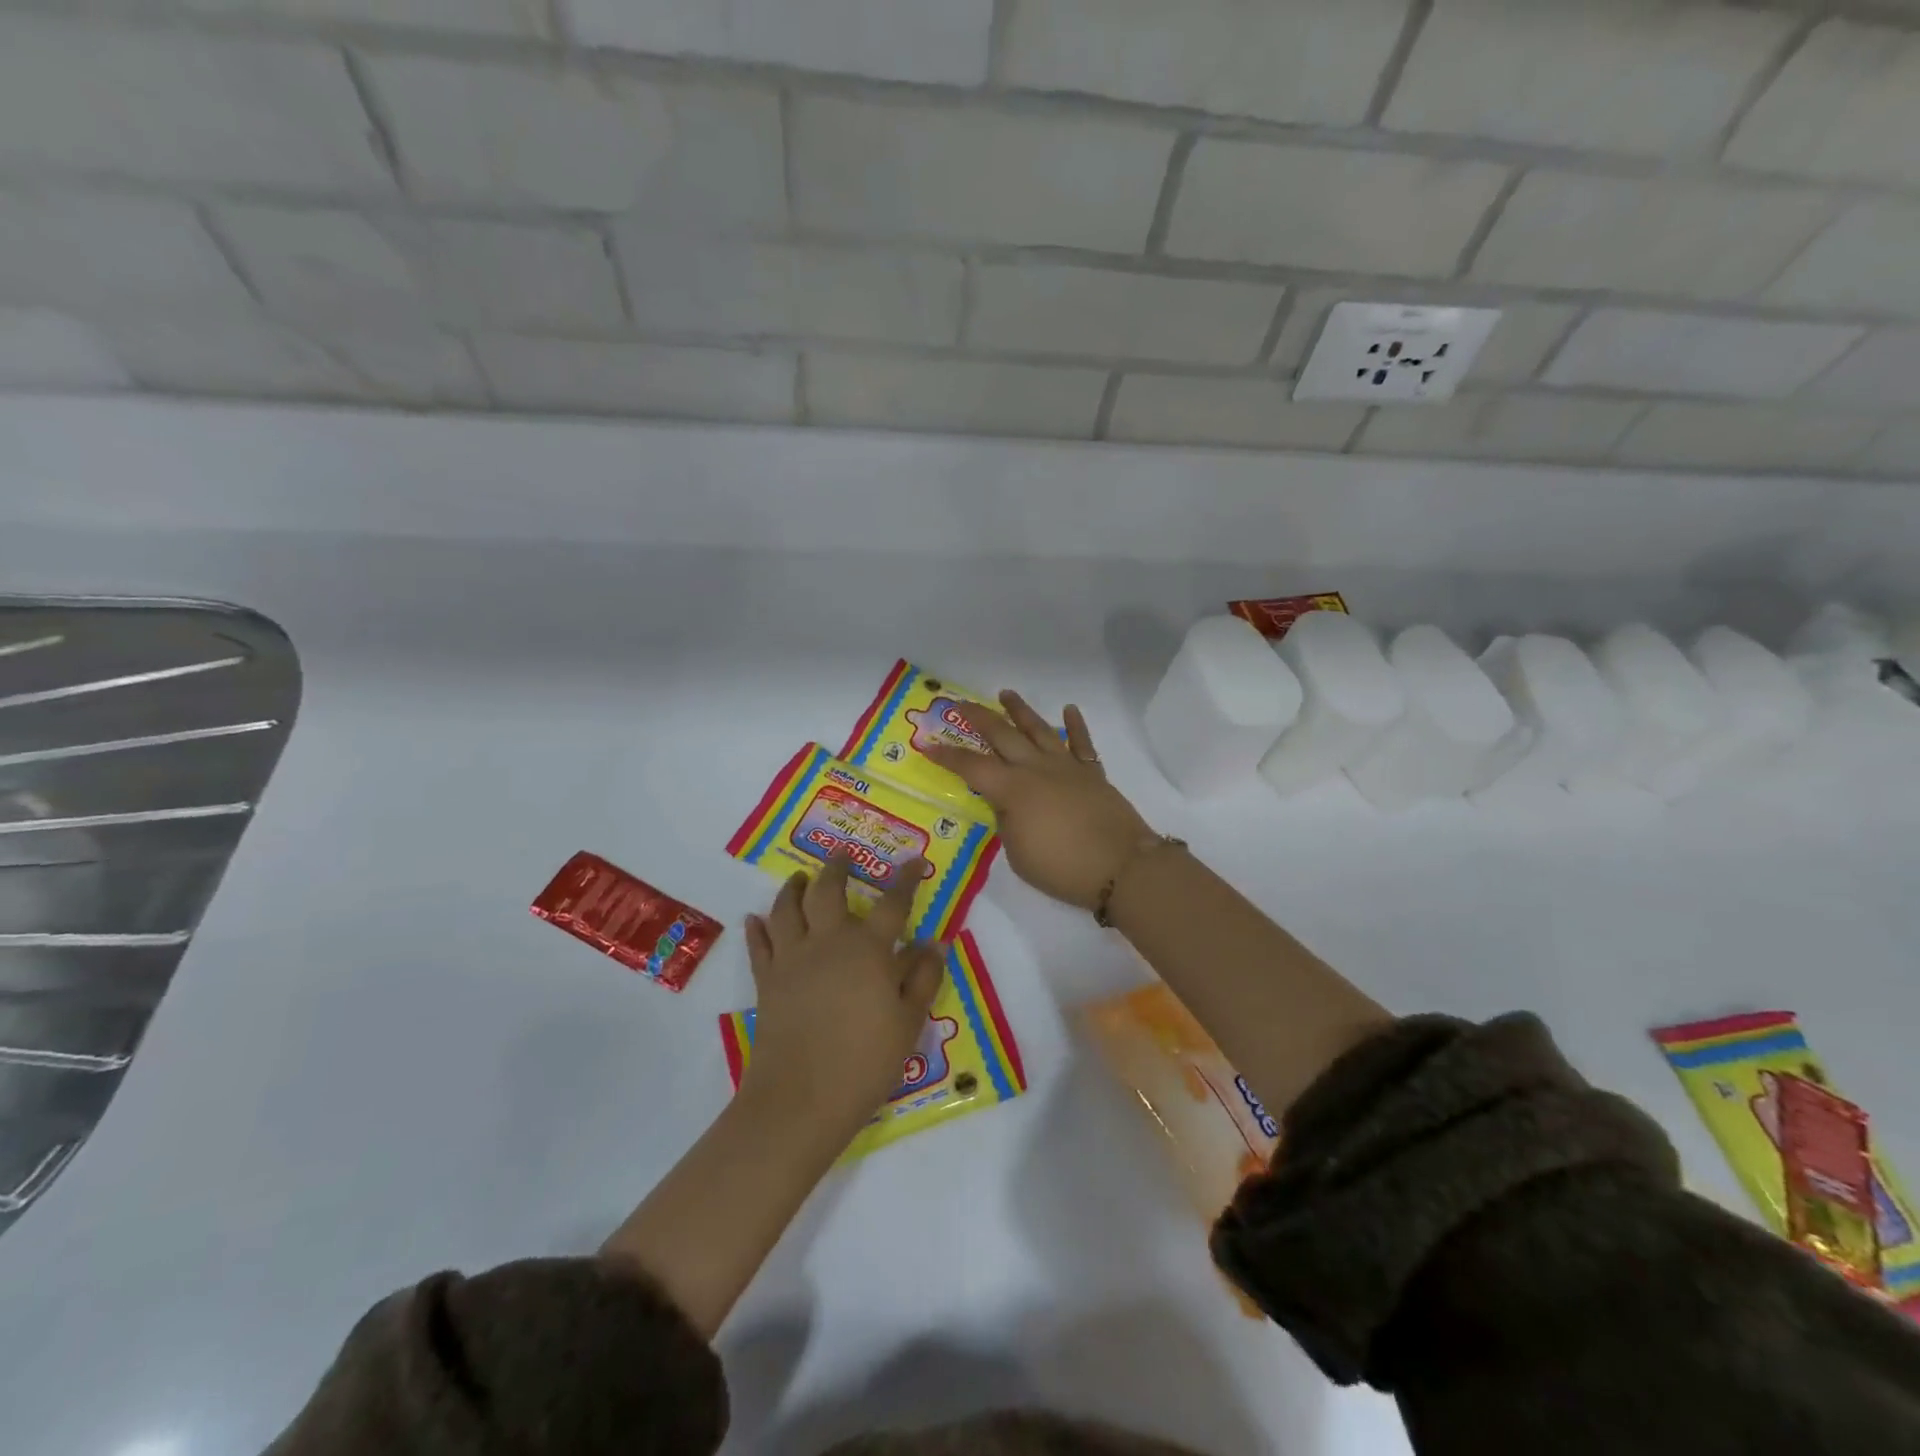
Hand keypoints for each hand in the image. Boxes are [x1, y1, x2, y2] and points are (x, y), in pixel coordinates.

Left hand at [742, 851, 944, 1136]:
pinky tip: (755, 918)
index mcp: (869, 949)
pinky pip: (759, 944)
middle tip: (843, 853)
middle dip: (838, 866)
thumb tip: (933, 943)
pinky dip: (757, 927)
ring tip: (798, 877)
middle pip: (829, 890)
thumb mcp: (908, 1022)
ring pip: (788, 908)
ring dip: (793, 887)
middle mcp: (828, 941)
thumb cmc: (865, 1062)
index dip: (905, 879)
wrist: (800, 1099)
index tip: (914, 861)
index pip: (893, 903)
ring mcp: (792, 958)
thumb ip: (923, 978)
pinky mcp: (767, 980)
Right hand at [924, 691, 1154, 911]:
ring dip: (1020, 711)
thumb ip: (1007, 823)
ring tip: (1006, 694)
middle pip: (1002, 736)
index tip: (927, 743)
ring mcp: (1066, 767)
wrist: (1121, 867)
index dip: (947, 756)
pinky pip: (1081, 743)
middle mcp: (1036, 769)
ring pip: (1039, 730)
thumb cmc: (1062, 868)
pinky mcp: (1092, 773)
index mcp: (1013, 789)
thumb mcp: (1018, 854)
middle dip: (978, 718)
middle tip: (960, 703)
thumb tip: (1006, 804)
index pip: (971, 767)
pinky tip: (1069, 710)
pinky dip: (1075, 725)